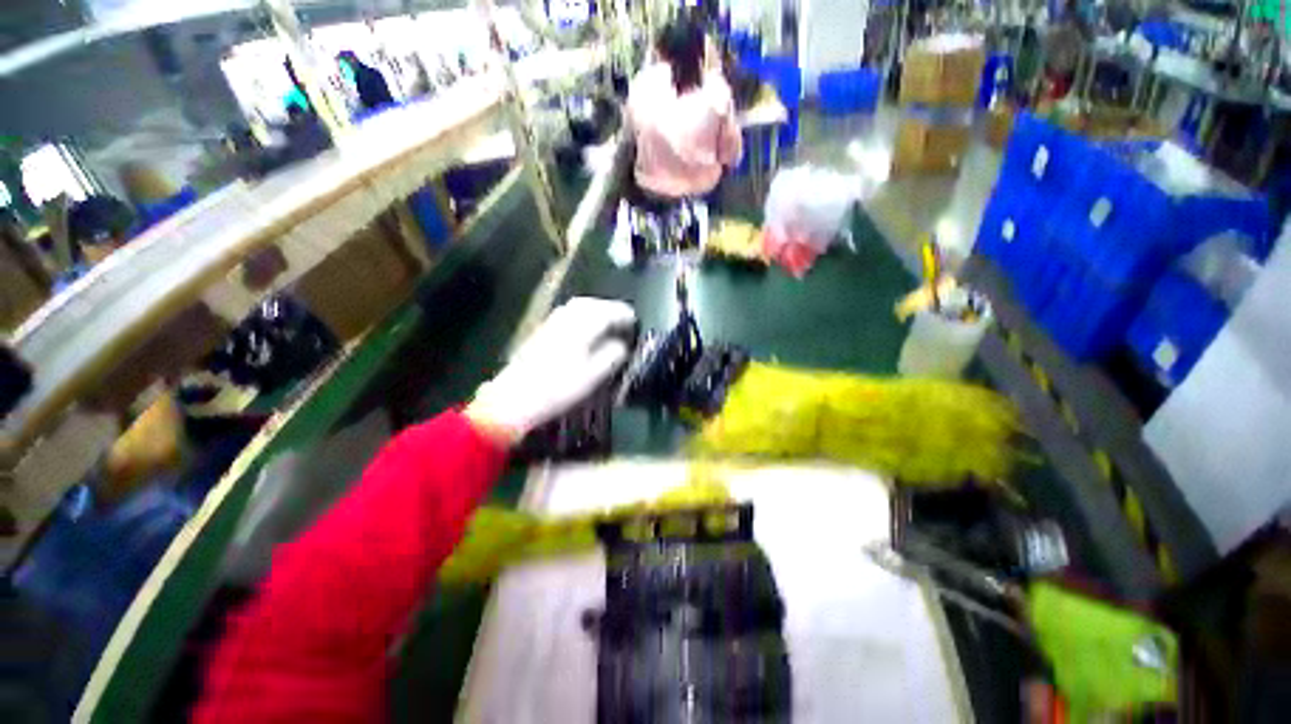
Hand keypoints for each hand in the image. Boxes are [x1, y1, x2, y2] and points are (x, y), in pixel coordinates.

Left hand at [467, 297, 635, 443]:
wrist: (515, 397)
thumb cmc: (559, 388)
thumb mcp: (593, 376)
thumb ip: (612, 356)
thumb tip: (622, 345)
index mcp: (582, 326)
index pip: (608, 312)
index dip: (624, 315)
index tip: (635, 320)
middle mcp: (567, 318)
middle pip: (592, 304)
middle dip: (610, 308)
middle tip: (623, 318)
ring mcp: (552, 322)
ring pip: (579, 306)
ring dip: (596, 309)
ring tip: (607, 321)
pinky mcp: (543, 330)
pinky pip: (568, 313)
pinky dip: (582, 315)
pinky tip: (584, 327)